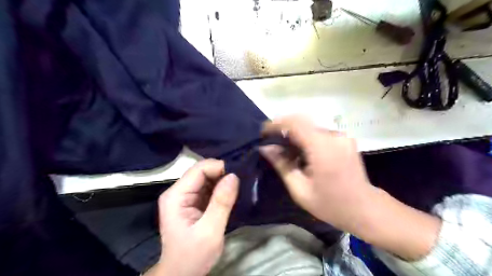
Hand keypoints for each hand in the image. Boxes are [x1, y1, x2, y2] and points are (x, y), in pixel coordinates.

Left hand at [152, 160, 239, 275]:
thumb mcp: (210, 232)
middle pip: (203, 171)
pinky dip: (221, 188)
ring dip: (223, 180)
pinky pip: (209, 187)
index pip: (199, 169)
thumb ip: (221, 203)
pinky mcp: (193, 201)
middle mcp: (178, 191)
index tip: (239, 174)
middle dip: (223, 173)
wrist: (181, 274)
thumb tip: (234, 176)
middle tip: (242, 180)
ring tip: (239, 186)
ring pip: (207, 177)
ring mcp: (185, 196)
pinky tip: (231, 193)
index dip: (219, 167)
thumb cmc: (193, 256)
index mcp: (176, 195)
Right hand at [259, 115, 370, 232]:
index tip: (263, 132)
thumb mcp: (300, 189)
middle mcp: (334, 136)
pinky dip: (306, 137)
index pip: (295, 124)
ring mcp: (342, 136)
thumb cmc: (330, 204)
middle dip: (284, 128)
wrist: (364, 209)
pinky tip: (302, 152)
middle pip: (303, 122)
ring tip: (285, 149)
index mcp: (323, 149)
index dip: (276, 124)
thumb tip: (265, 148)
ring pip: (310, 126)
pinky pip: (319, 132)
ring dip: (295, 133)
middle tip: (272, 141)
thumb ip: (282, 165)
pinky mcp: (345, 139)